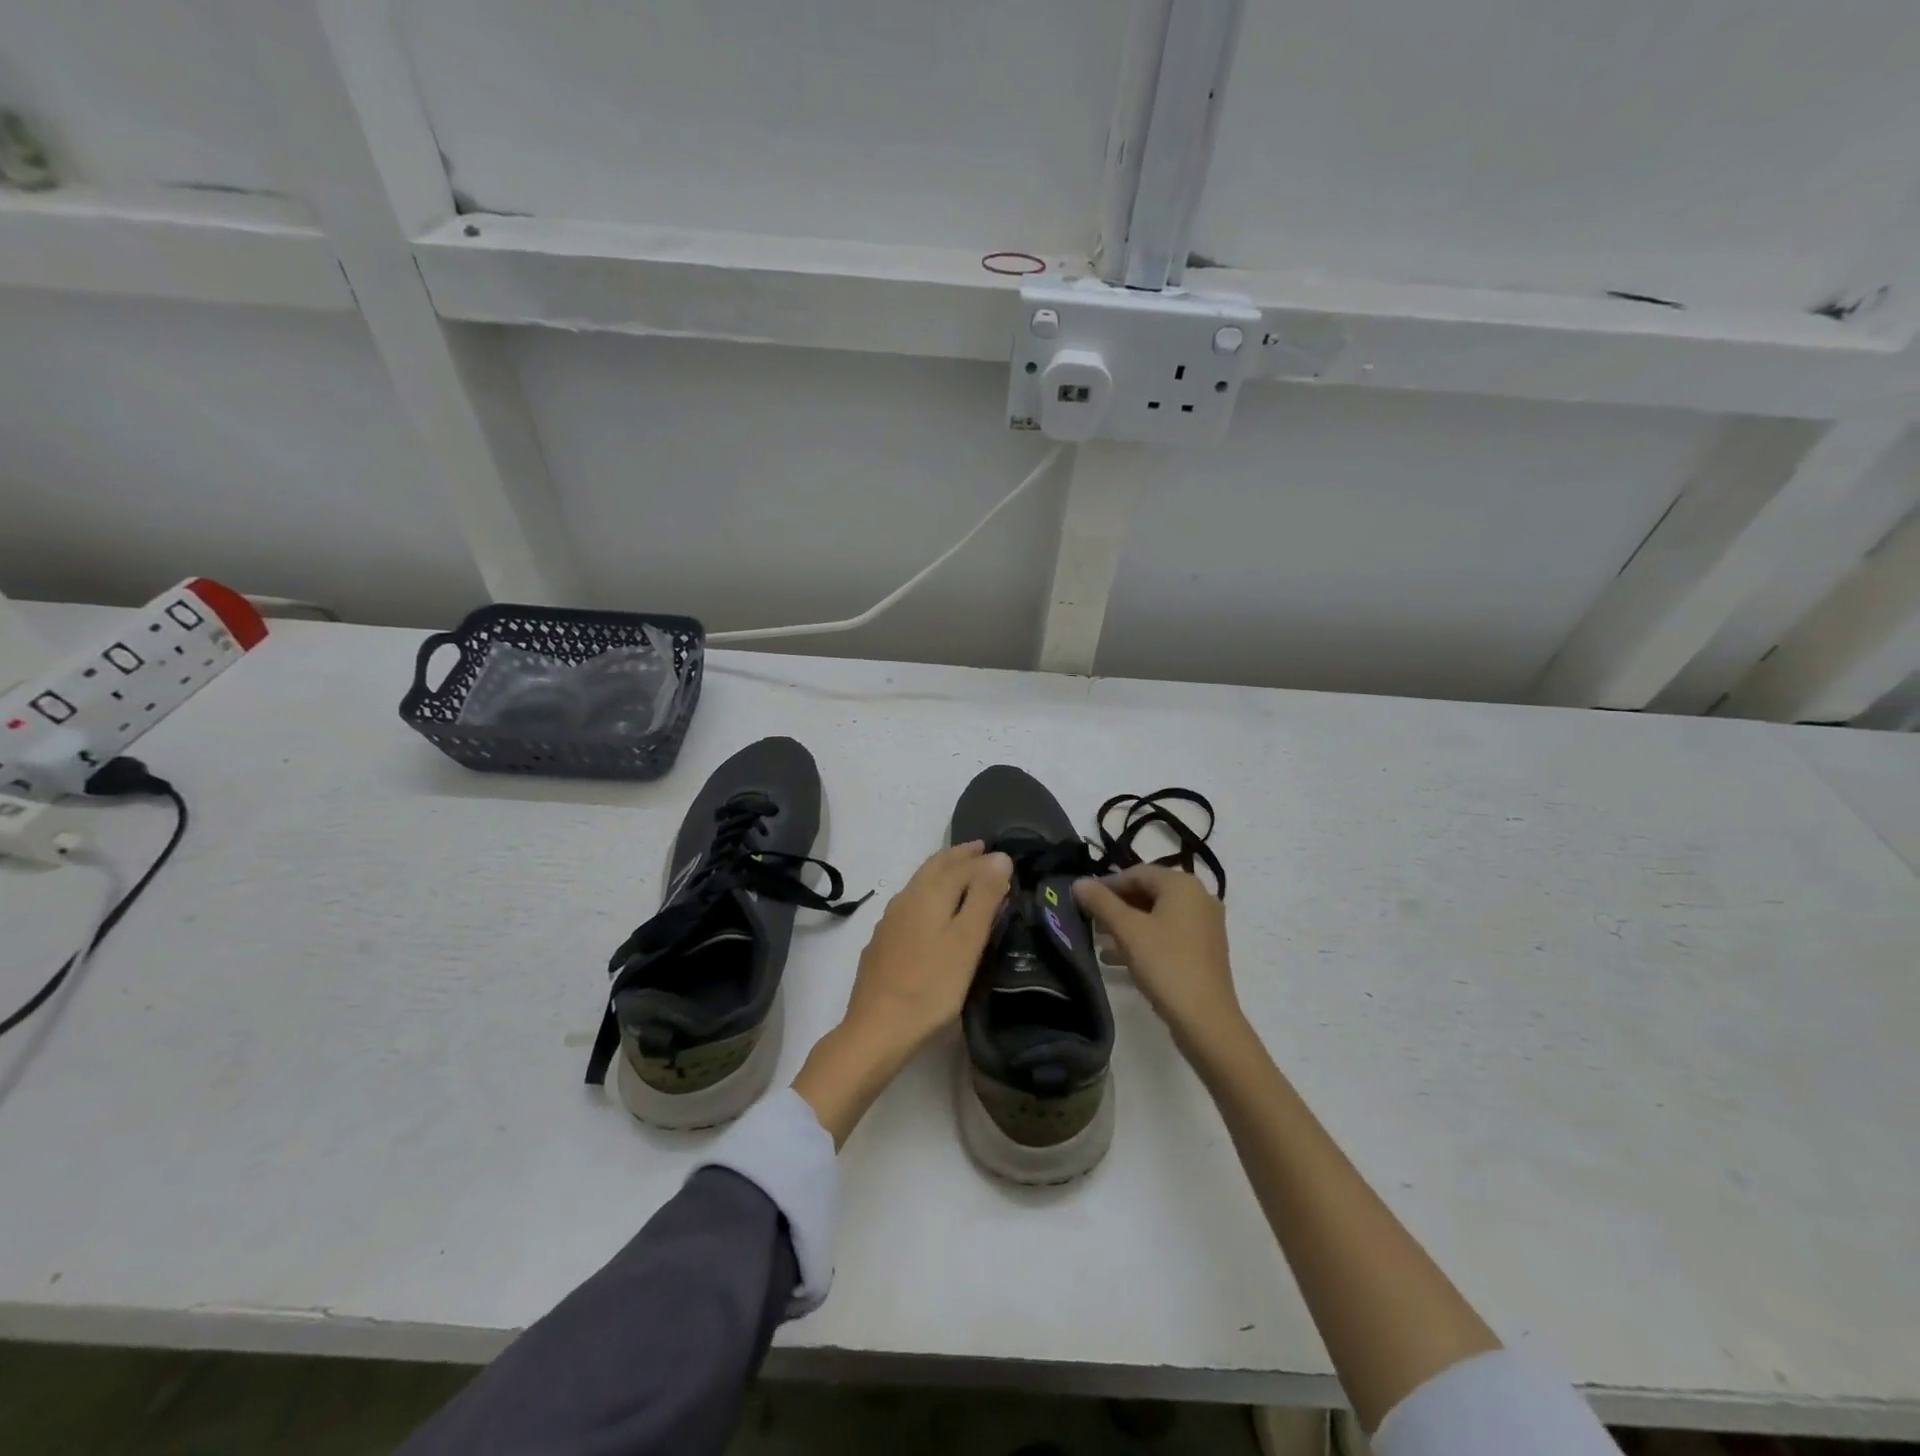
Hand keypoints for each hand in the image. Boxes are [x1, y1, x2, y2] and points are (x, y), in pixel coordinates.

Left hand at [794, 842, 1011, 1144]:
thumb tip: (999, 856)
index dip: (982, 858)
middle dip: (958, 857)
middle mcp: (905, 900)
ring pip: (919, 885)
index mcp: (927, 894)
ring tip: (962, 878)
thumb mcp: (967, 941)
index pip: (959, 864)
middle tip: (980, 851)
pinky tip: (932, 914)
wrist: (877, 1029)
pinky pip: (910, 906)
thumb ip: (984, 897)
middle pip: (934, 867)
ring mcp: (889, 922)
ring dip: (943, 875)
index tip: (1001, 855)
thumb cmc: (931, 986)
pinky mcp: (882, 944)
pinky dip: (929, 897)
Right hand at [1074, 865, 1241, 1058]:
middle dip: (1116, 905)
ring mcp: (1204, 925)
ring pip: (1157, 915)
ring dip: (1126, 924)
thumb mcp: (1127, 930)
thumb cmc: (1165, 964)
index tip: (1082, 900)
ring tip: (1098, 939)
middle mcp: (1199, 898)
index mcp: (1183, 885)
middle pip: (1148, 892)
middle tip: (1089, 919)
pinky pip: (1168, 934)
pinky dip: (1143, 940)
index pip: (1137, 873)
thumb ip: (1101, 902)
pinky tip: (1117, 958)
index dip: (1107, 884)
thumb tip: (1079, 882)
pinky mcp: (1204, 950)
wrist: (1206, 1020)